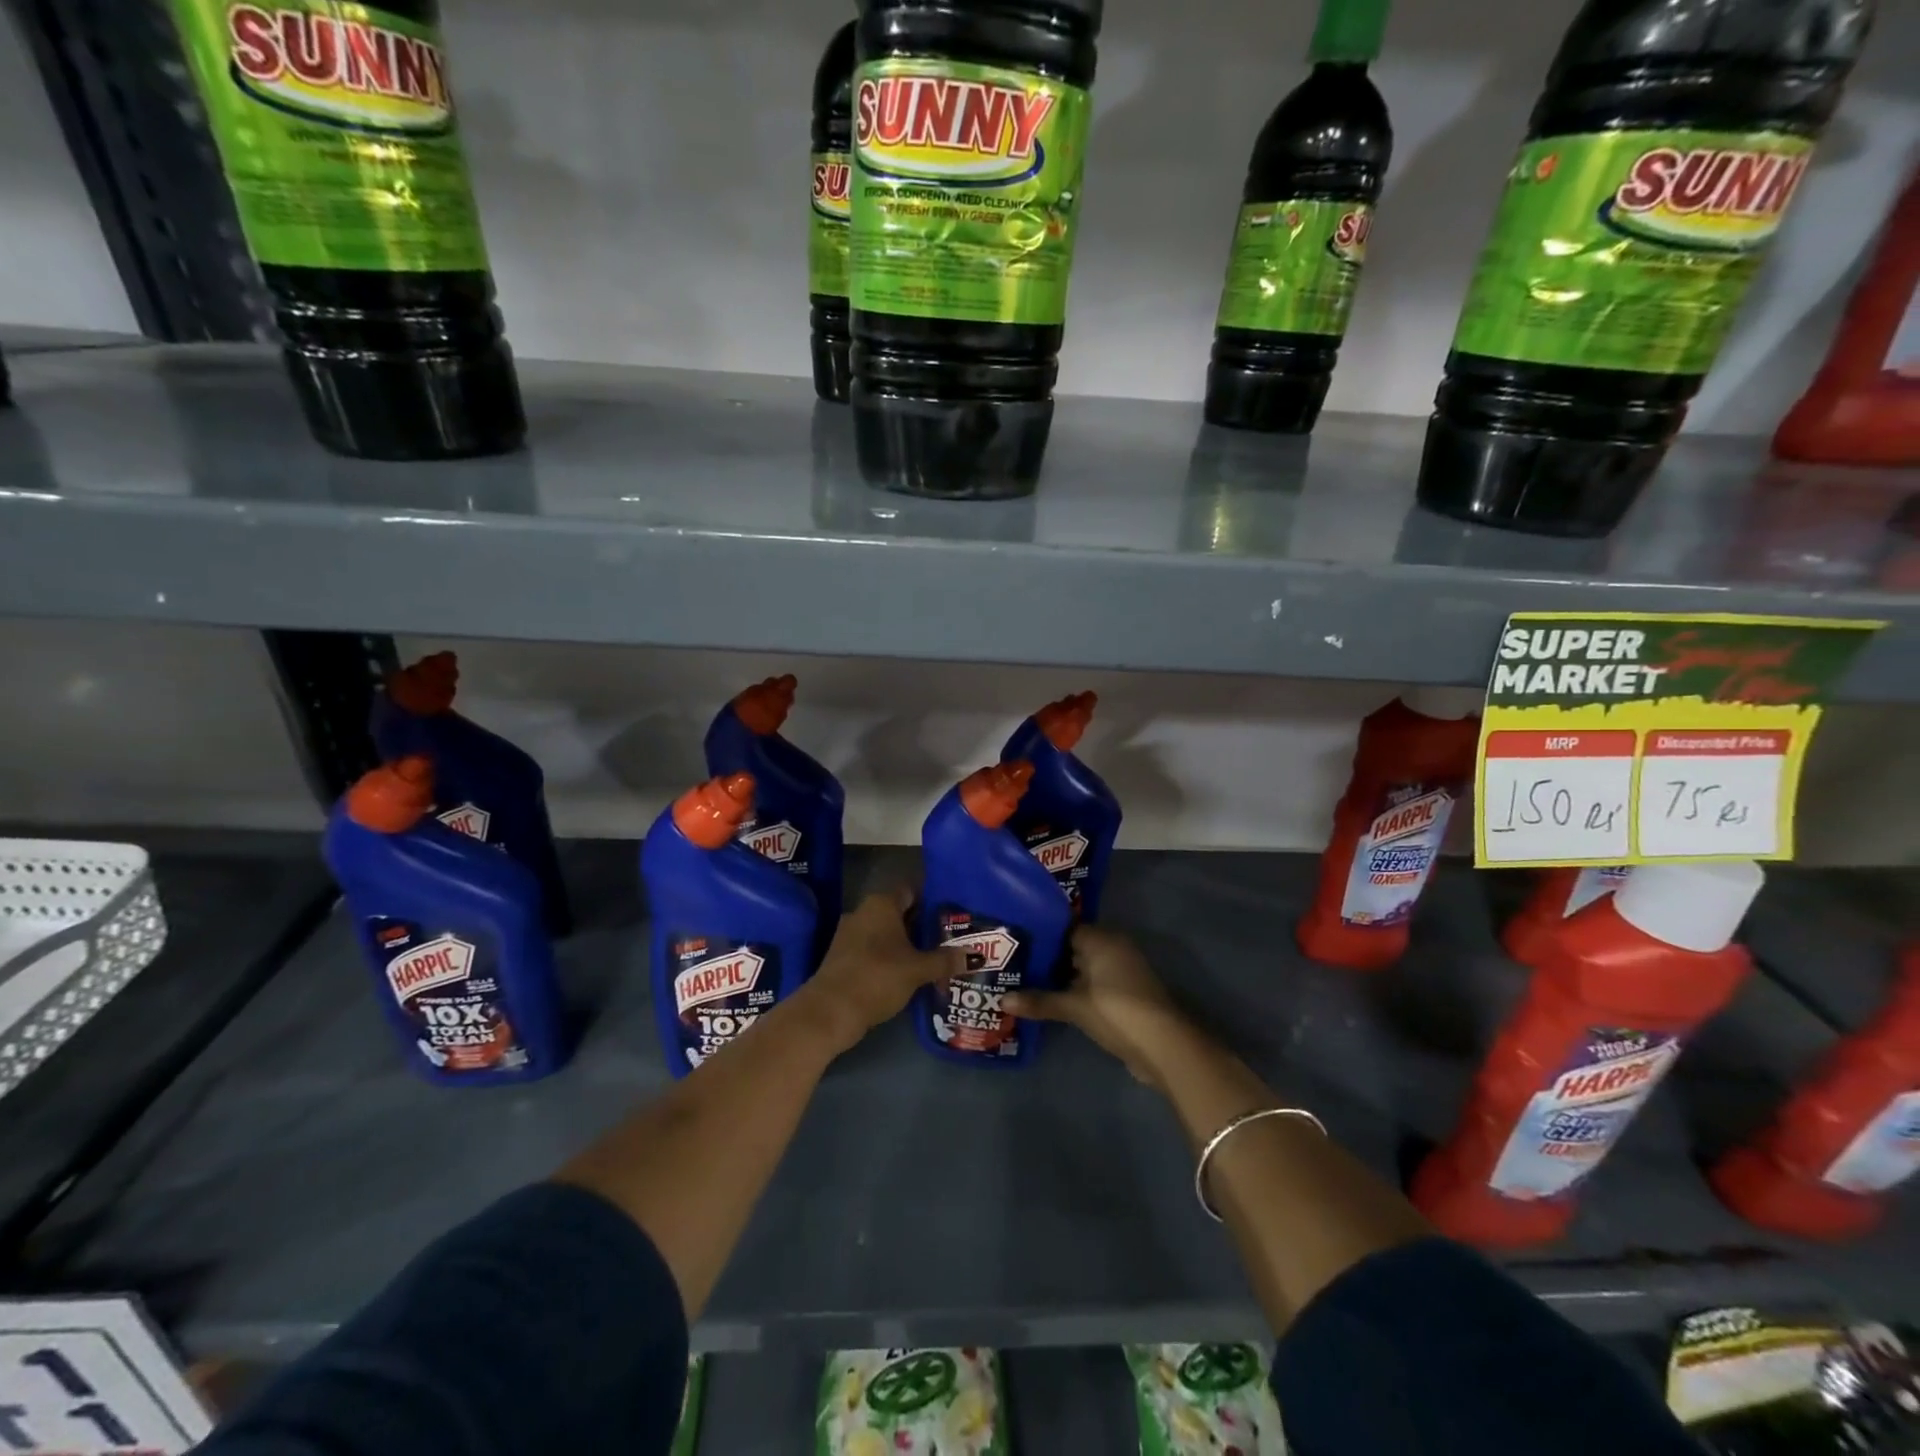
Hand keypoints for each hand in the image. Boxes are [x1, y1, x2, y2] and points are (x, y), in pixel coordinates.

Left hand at [802, 887, 963, 1054]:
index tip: (955, 911)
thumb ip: (946, 960)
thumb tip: (976, 955)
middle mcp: (864, 912)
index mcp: (881, 904)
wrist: (830, 1011)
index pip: (913, 890)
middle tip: (952, 936)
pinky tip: (911, 972)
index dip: (934, 898)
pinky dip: (893, 957)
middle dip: (924, 924)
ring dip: (909, 943)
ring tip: (937, 956)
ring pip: (888, 932)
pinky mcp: (844, 957)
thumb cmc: (877, 977)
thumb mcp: (917, 969)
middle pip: (901, 912)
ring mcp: (851, 934)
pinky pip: (875, 949)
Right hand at [1004, 925, 1189, 1088]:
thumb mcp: (1074, 1007)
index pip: (1063, 927)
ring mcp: (1120, 971)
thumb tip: (1001, 1000)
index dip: (1038, 933)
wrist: (1164, 1046)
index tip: (1013, 939)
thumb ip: (1039, 1001)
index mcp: (1101, 939)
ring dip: (1059, 976)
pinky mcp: (1124, 993)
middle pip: (1072, 946)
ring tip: (1023, 980)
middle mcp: (1112, 947)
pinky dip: (1073, 990)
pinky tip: (1049, 1000)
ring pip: (1081, 967)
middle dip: (1045, 956)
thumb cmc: (1117, 1012)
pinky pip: (1091, 983)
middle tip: (1011, 961)